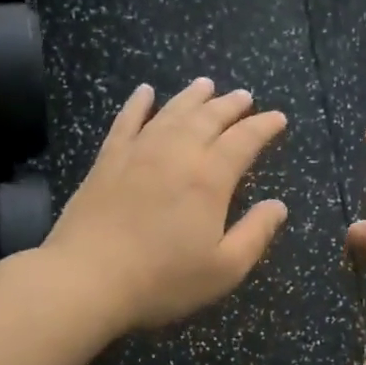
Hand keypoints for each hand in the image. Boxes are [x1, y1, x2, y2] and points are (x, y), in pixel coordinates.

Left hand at [47, 79, 289, 331]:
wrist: (87, 279)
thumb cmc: (162, 280)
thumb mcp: (224, 269)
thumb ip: (255, 234)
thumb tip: (278, 206)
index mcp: (209, 179)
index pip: (243, 141)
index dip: (263, 127)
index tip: (278, 118)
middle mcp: (176, 154)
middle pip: (208, 118)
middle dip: (230, 105)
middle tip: (244, 96)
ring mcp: (138, 152)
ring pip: (171, 112)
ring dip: (192, 97)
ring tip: (206, 85)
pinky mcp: (107, 160)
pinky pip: (126, 121)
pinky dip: (138, 103)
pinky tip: (145, 92)